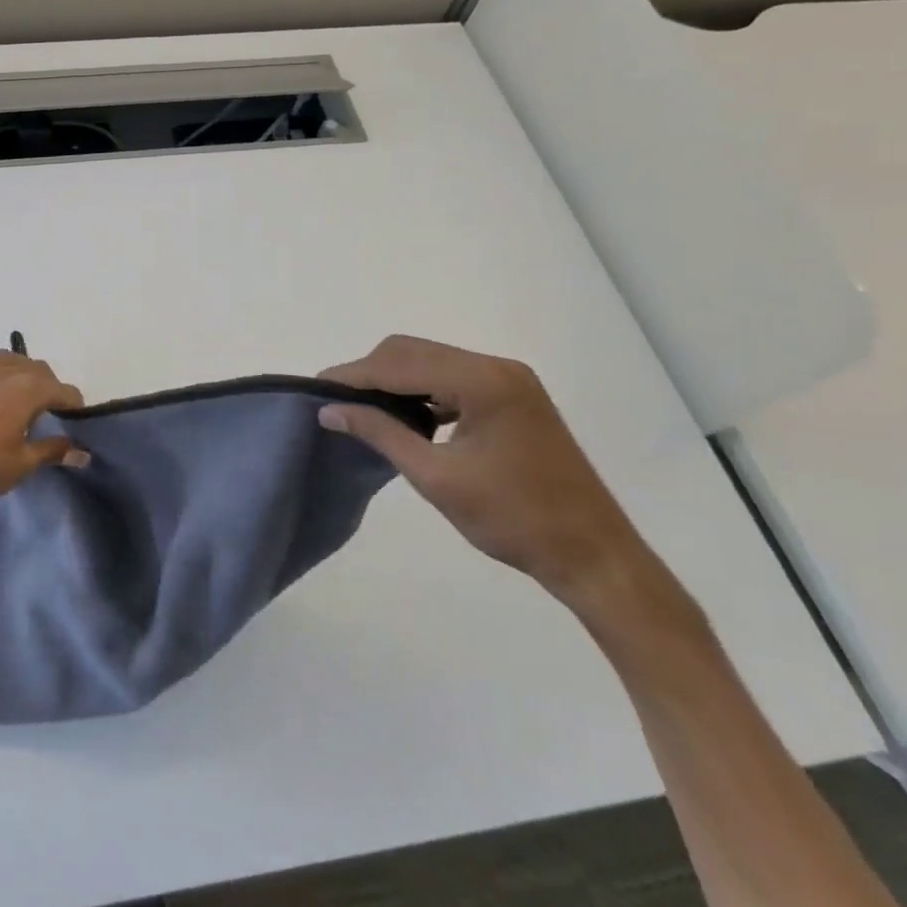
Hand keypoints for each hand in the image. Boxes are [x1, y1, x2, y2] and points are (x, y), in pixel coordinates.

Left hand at [0, 351, 85, 510]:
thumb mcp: (22, 464)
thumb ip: (54, 451)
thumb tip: (82, 453)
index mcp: (29, 388)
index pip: (65, 391)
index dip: (75, 408)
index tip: (75, 427)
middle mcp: (7, 370)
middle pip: (41, 371)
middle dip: (51, 390)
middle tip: (50, 418)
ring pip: (13, 362)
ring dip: (24, 377)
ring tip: (21, 404)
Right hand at [319, 336, 652, 610]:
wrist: (592, 554)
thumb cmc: (512, 519)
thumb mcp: (436, 477)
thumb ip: (380, 433)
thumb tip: (329, 410)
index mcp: (482, 381)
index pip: (399, 364)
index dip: (353, 375)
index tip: (315, 388)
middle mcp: (496, 367)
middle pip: (414, 351)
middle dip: (370, 372)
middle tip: (335, 401)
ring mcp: (509, 380)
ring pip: (432, 361)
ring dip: (395, 379)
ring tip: (362, 408)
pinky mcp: (514, 396)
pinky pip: (453, 378)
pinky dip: (422, 390)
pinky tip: (405, 416)